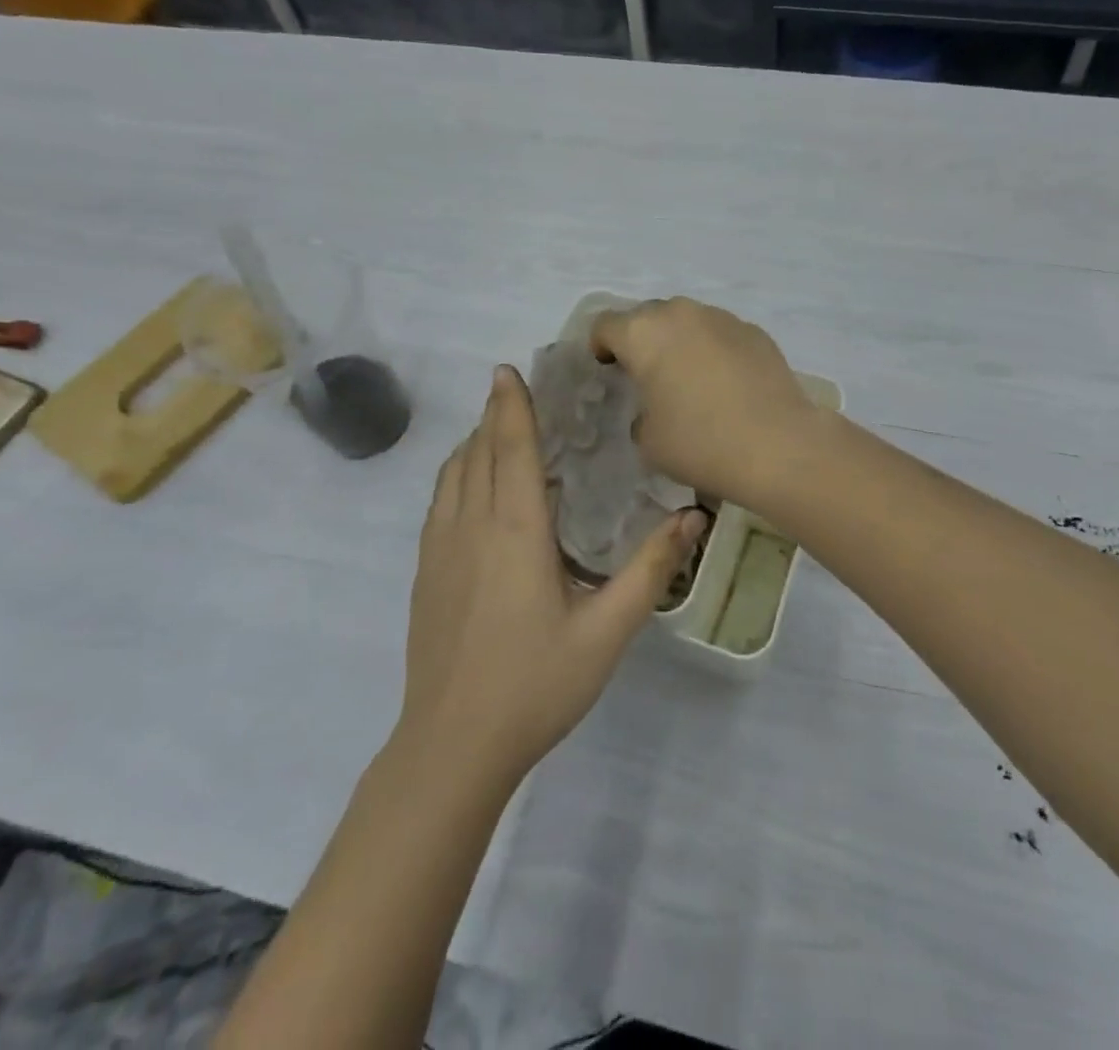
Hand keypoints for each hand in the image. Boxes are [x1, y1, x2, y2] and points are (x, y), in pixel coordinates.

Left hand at [399, 365, 706, 782]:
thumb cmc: (535, 685)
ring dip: (473, 443)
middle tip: (518, 391)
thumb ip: (651, 570)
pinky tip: (475, 487)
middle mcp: (470, 527)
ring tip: (499, 430)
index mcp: (514, 531)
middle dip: (494, 415)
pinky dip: (457, 474)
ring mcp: (439, 550)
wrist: (451, 748)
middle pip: (477, 452)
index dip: (510, 405)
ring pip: (452, 474)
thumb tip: (694, 517)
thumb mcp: (607, 631)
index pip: (509, 448)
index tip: (509, 370)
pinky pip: (439, 502)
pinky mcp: (425, 573)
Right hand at [590, 297, 819, 508]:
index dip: (600, 346)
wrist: (777, 445)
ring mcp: (723, 318)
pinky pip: (721, 334)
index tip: (608, 369)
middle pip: (648, 316)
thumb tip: (655, 409)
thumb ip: (641, 415)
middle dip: (642, 339)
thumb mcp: (649, 441)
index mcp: (644, 334)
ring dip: (680, 341)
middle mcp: (681, 314)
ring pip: (688, 321)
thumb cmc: (700, 442)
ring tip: (689, 377)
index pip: (606, 325)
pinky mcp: (755, 332)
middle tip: (647, 374)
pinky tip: (726, 383)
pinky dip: (714, 350)